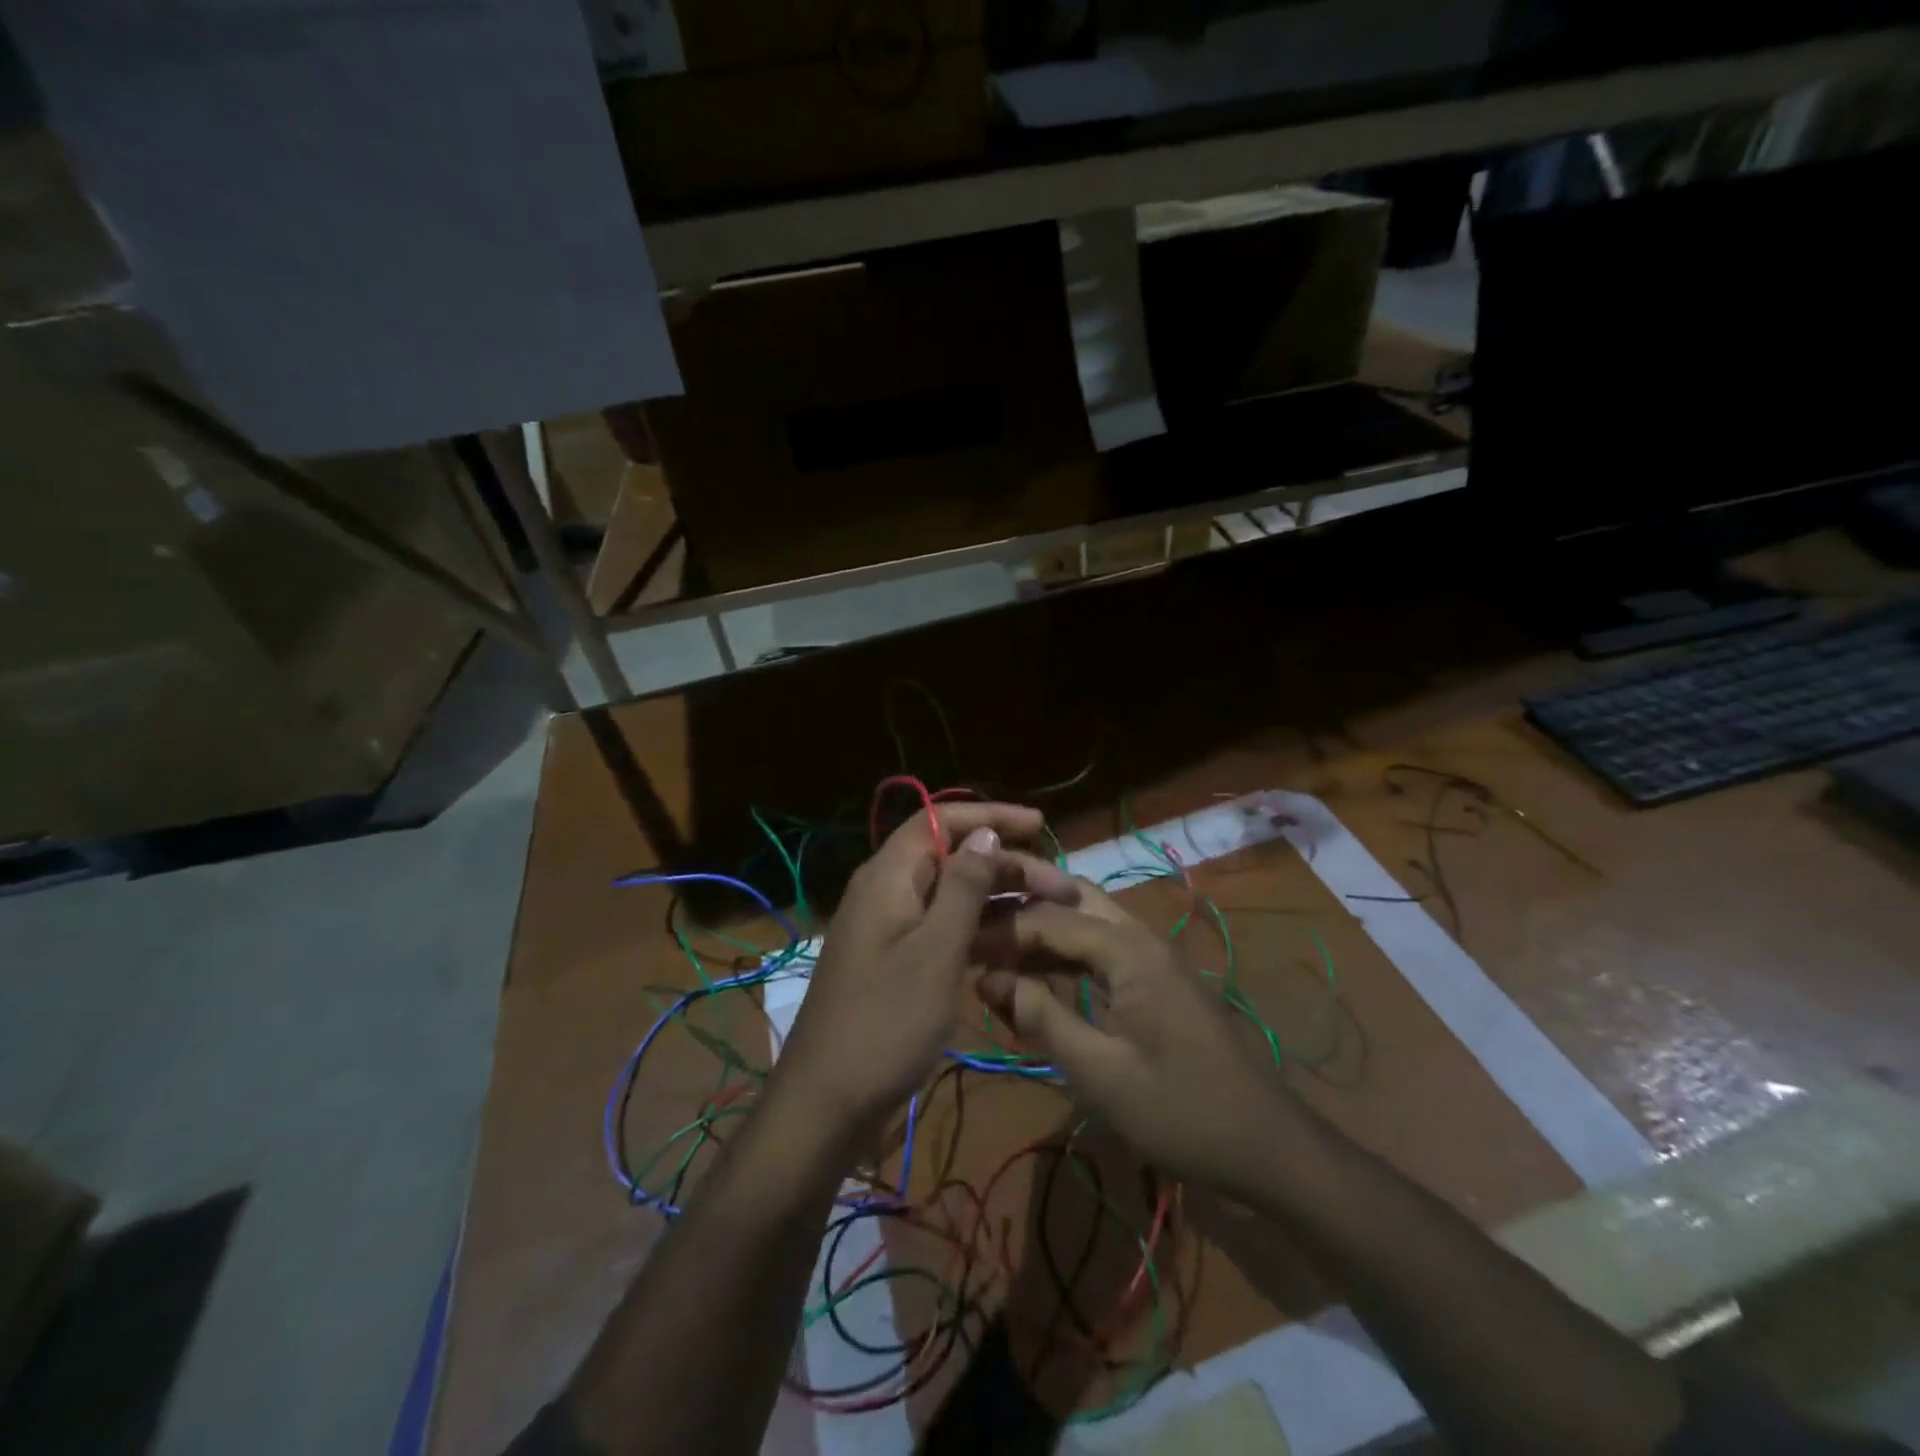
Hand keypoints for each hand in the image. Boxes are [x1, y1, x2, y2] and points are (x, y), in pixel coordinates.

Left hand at [776, 802, 1076, 1132]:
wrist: (829, 1104)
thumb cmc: (885, 1022)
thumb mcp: (935, 951)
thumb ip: (962, 887)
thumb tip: (986, 832)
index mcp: (889, 877)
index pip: (941, 821)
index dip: (991, 816)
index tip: (1040, 824)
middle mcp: (889, 893)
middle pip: (953, 858)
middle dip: (1008, 865)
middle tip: (1064, 888)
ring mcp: (892, 931)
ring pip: (953, 898)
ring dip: (1000, 902)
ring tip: (1051, 916)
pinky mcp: (899, 964)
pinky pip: (945, 933)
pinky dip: (980, 934)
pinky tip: (1017, 950)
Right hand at [978, 881, 1295, 1196]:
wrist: (1268, 1146)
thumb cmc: (1181, 1112)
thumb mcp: (1101, 1073)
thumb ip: (1043, 1018)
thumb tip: (990, 978)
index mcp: (1128, 950)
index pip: (1049, 919)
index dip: (1000, 930)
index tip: (957, 944)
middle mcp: (1141, 938)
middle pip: (1071, 900)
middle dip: (1023, 909)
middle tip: (976, 926)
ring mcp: (1154, 958)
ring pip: (1088, 922)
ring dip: (1044, 931)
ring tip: (995, 949)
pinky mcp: (1159, 981)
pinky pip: (1104, 951)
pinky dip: (1068, 957)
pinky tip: (1039, 978)